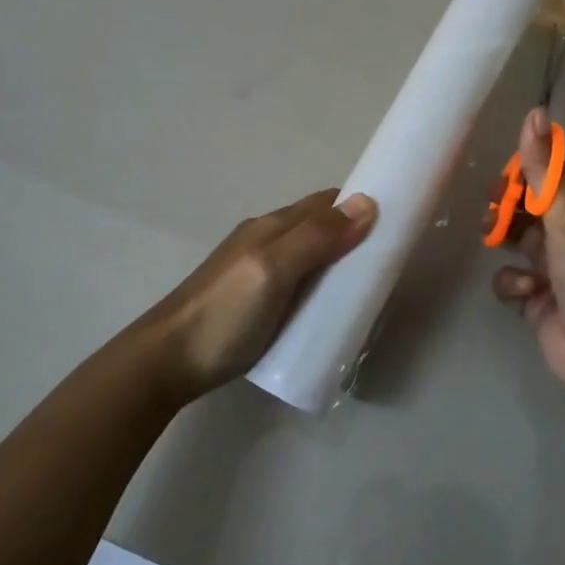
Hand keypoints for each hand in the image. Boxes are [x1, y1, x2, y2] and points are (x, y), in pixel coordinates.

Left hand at [132, 189, 376, 403]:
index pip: (326, 203)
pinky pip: (299, 282)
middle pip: (319, 228)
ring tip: (367, 290)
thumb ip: (317, 238)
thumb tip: (368, 202)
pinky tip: (330, 310)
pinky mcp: (254, 301)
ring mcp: (257, 271)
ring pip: (310, 256)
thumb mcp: (273, 270)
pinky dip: (321, 286)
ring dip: (339, 264)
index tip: (396, 224)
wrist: (167, 362)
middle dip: (354, 237)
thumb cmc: (224, 313)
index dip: (359, 207)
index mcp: (272, 227)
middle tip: (388, 265)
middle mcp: (266, 240)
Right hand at [492, 109, 564, 396]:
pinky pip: (511, 276)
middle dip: (507, 204)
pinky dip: (512, 281)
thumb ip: (544, 168)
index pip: (551, 173)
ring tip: (492, 238)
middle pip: (529, 204)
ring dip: (502, 237)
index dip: (527, 169)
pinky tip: (526, 290)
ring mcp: (553, 265)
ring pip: (515, 238)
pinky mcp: (537, 296)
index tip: (505, 174)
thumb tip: (534, 111)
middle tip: (491, 208)